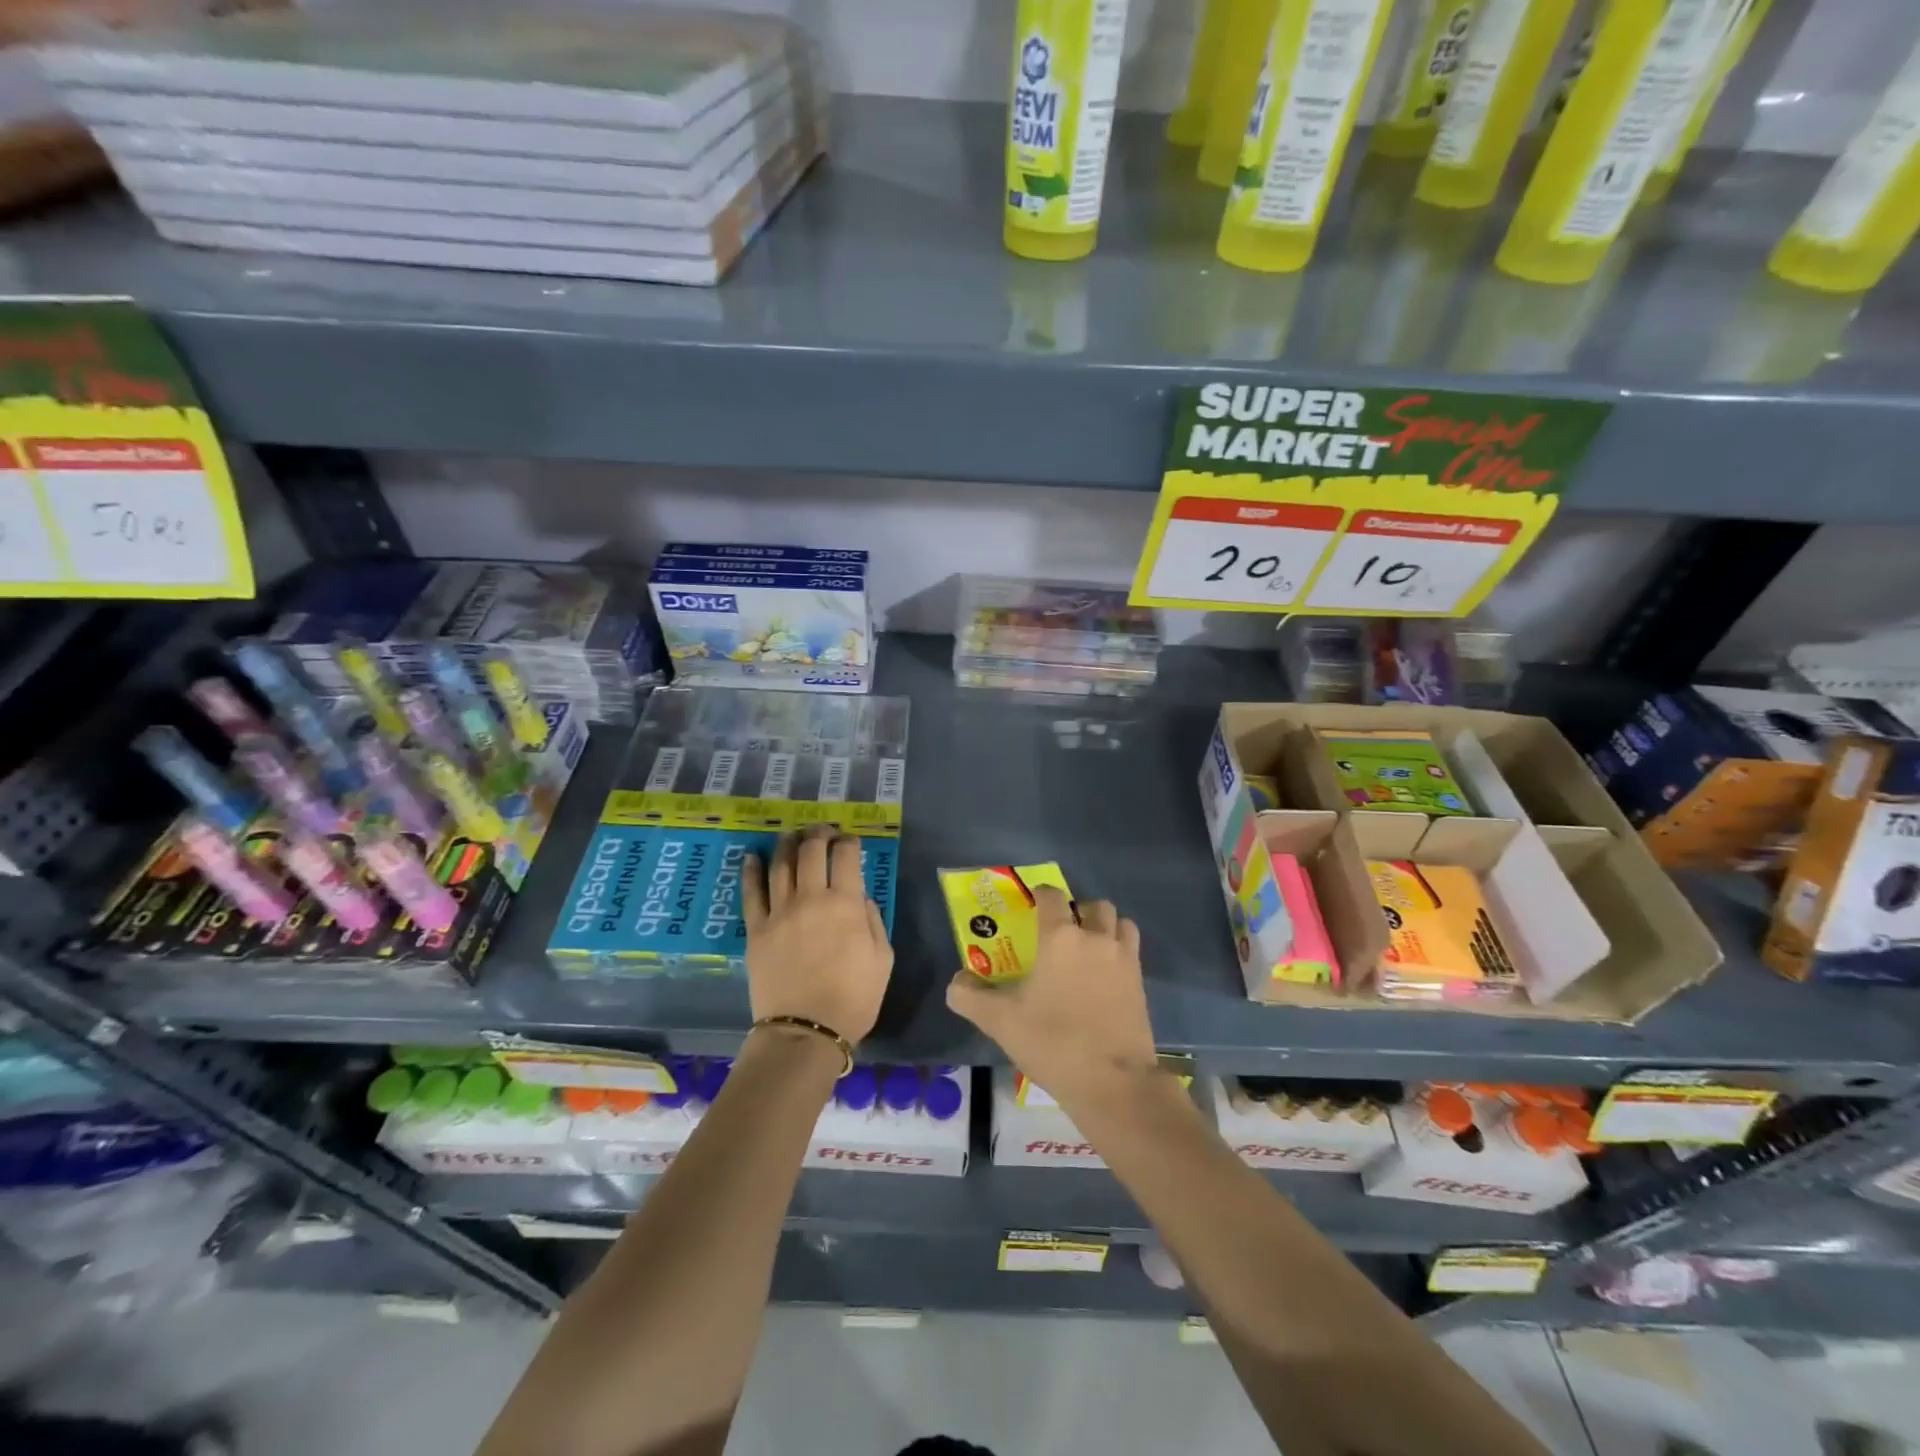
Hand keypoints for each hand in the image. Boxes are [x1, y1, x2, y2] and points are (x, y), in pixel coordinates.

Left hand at [743, 826, 892, 1043]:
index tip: (850, 841)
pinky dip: (751, 870)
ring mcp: (779, 912)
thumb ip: (873, 921)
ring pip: (780, 864)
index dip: (848, 842)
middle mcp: (810, 898)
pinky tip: (752, 856)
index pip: (845, 856)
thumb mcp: (883, 959)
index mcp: (845, 904)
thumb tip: (859, 899)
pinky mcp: (756, 929)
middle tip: (823, 831)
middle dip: (819, 834)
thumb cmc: (854, 998)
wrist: (806, 1032)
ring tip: (792, 835)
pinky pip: (751, 892)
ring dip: (787, 843)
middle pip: (811, 851)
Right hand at [946, 886, 1156, 1104]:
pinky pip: (1131, 952)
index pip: (1052, 897)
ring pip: (1120, 924)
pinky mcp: (1141, 984)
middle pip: (1094, 906)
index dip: (1041, 895)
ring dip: (1105, 927)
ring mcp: (1124, 960)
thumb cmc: (1053, 1042)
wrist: (1112, 1083)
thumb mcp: (1000, 1021)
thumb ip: (970, 997)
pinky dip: (1119, 953)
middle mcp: (1096, 939)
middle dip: (1079, 911)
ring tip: (1089, 948)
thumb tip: (957, 982)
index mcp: (1061, 937)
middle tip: (1063, 931)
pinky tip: (1103, 978)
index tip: (1032, 905)